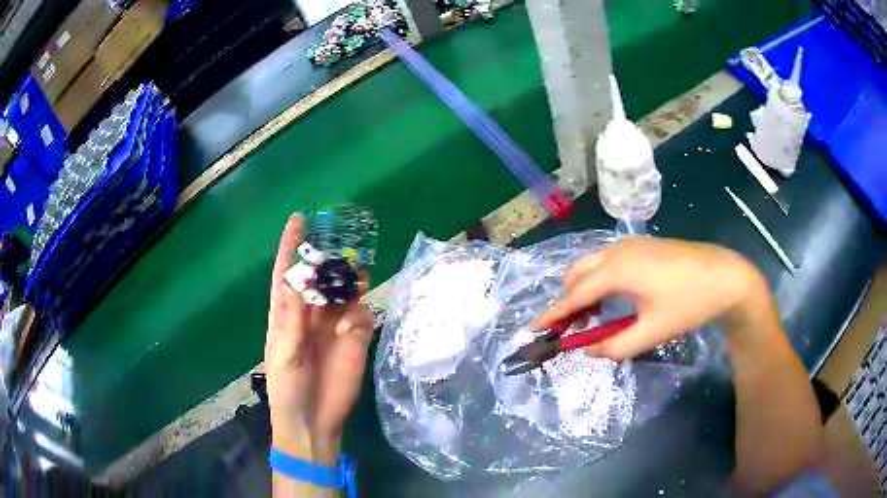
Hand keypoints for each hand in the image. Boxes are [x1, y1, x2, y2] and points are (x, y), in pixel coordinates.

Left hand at [265, 214, 374, 464]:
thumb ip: (290, 321)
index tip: (299, 220)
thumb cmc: (288, 389)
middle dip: (326, 259)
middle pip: (318, 278)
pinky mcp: (355, 339)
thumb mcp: (284, 355)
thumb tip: (291, 281)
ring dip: (348, 280)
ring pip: (343, 292)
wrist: (314, 421)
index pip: (286, 274)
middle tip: (337, 242)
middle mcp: (310, 315)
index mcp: (285, 315)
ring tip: (354, 271)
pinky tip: (356, 318)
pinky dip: (360, 311)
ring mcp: (334, 326)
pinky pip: (361, 315)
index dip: (291, 247)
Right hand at [533, 237, 771, 359]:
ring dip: (584, 290)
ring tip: (593, 317)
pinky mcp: (643, 246)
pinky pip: (608, 262)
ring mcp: (632, 245)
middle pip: (577, 273)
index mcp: (617, 270)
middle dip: (567, 300)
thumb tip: (587, 349)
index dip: (552, 315)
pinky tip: (615, 299)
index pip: (573, 295)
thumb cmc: (689, 304)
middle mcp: (618, 250)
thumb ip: (615, 346)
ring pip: (593, 265)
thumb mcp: (652, 332)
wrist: (726, 276)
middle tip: (571, 328)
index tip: (532, 330)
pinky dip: (600, 281)